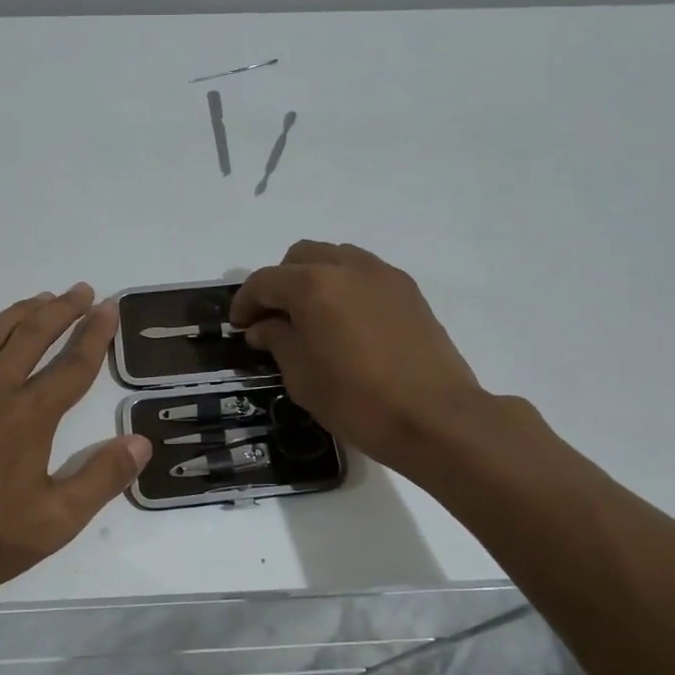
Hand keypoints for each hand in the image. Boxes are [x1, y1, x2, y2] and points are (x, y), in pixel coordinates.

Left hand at [0, 284, 149, 596]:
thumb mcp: (56, 521)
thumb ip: (101, 478)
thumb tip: (141, 441)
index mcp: (30, 416)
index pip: (73, 365)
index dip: (95, 334)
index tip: (108, 308)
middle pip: (32, 337)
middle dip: (60, 311)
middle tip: (80, 291)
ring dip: (18, 314)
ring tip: (40, 298)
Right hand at [229, 241, 484, 474]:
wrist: (435, 417)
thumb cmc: (357, 400)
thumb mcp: (301, 376)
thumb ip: (277, 340)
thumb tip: (265, 326)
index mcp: (312, 285)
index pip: (264, 281)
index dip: (245, 303)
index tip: (239, 327)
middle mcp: (346, 267)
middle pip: (299, 257)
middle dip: (280, 283)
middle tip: (274, 319)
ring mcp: (382, 274)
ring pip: (334, 258)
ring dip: (314, 279)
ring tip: (311, 317)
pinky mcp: (408, 290)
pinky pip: (364, 273)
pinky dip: (345, 287)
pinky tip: (346, 322)